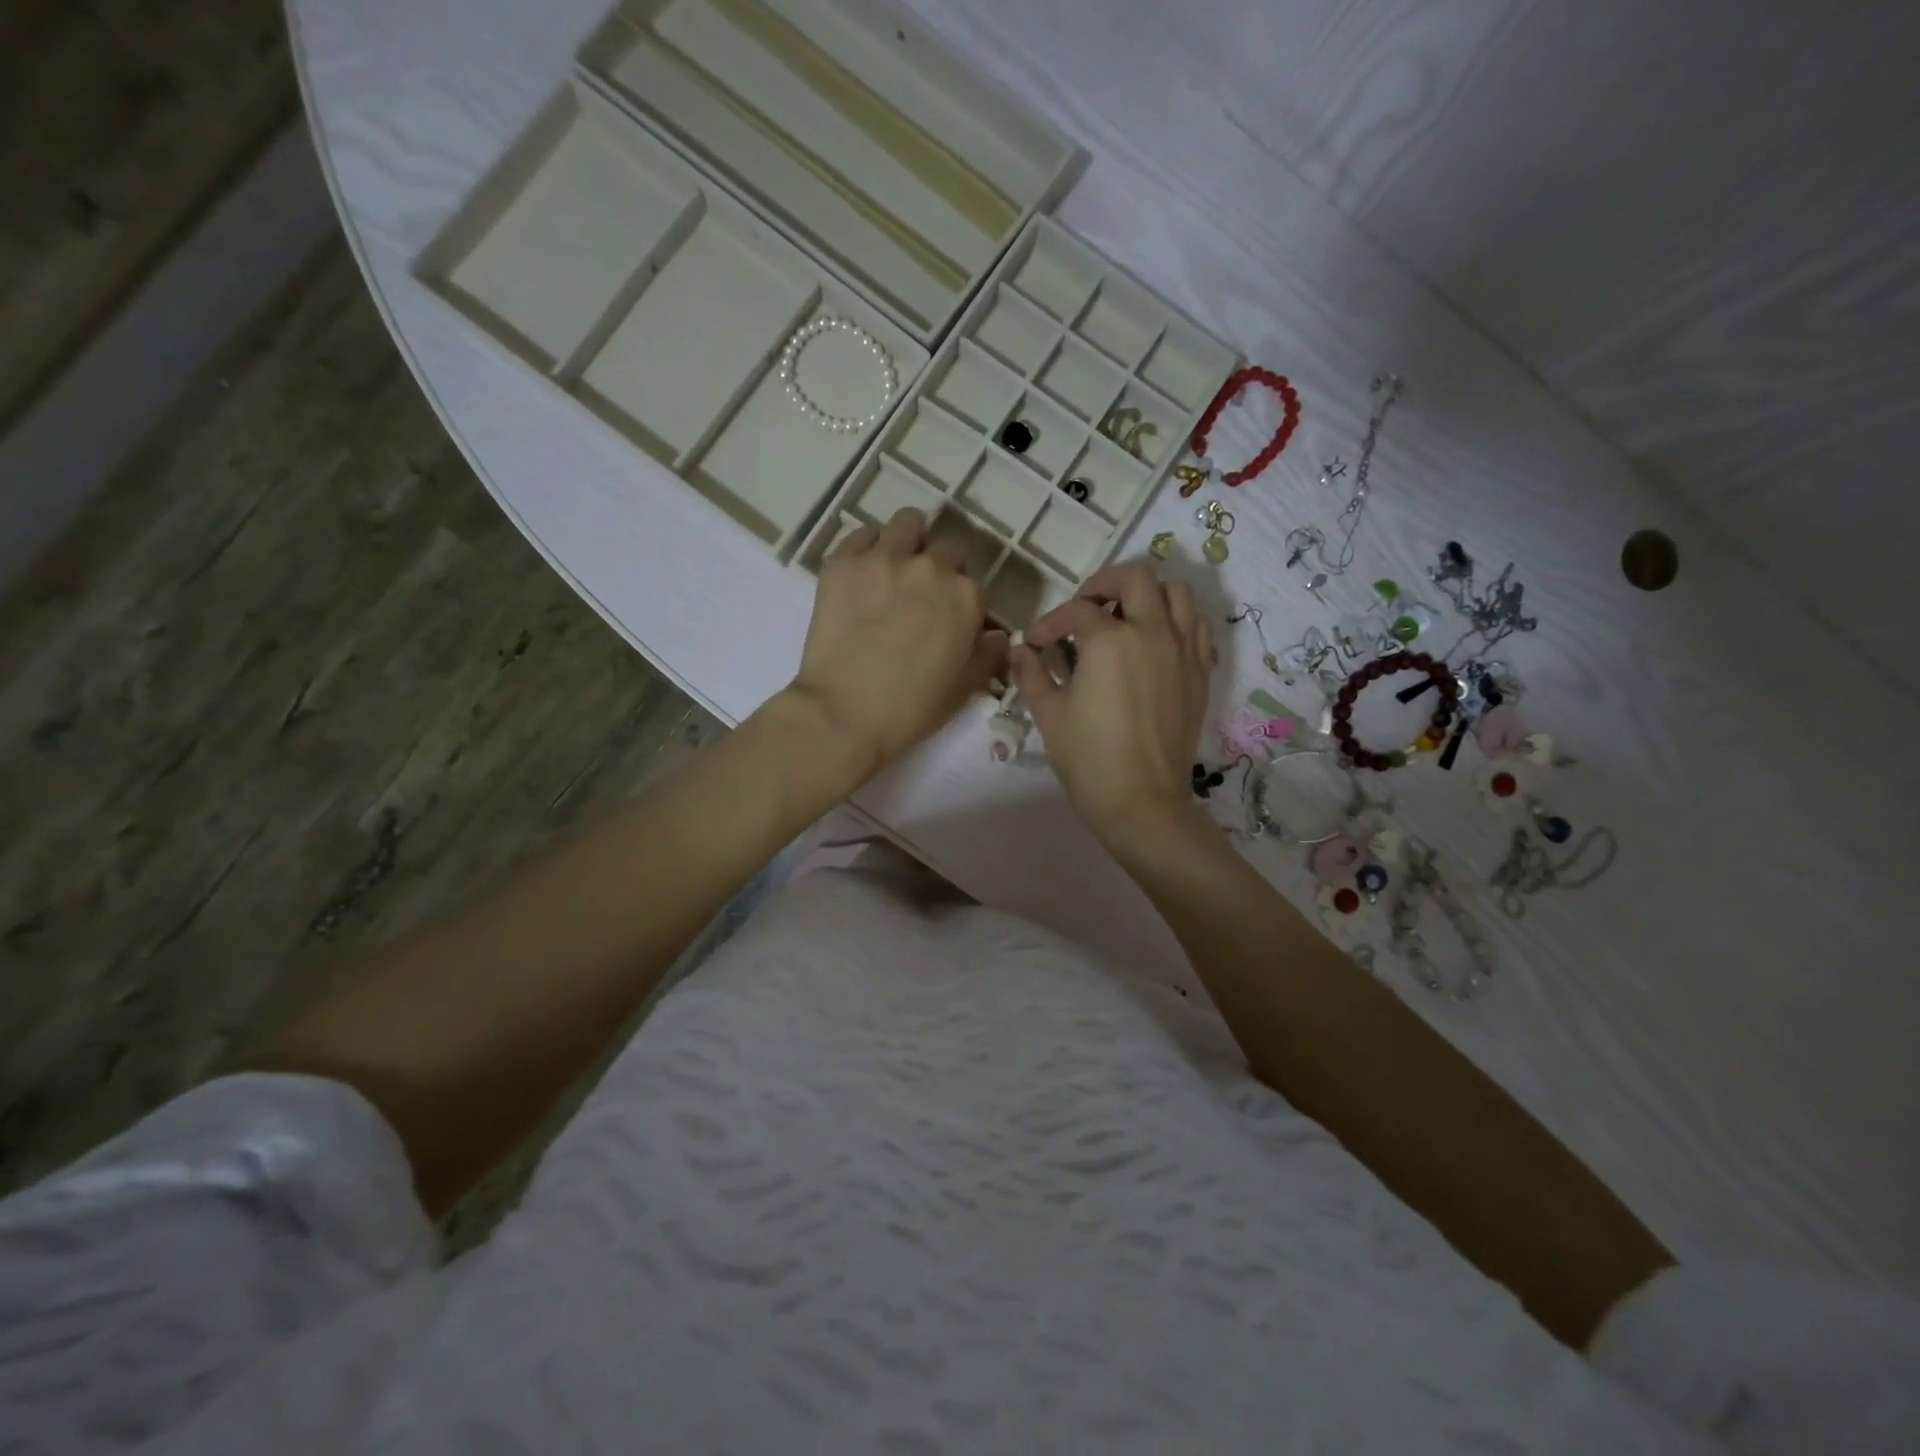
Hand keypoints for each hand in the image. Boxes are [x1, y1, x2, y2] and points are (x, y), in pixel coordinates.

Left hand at [788, 508, 1007, 779]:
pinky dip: (867, 548)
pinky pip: (862, 534)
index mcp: (966, 598)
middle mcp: (931, 568)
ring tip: (892, 569)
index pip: (972, 584)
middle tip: (916, 599)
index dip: (959, 602)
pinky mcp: (844, 562)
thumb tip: (998, 635)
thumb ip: (987, 656)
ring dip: (907, 542)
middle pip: (944, 551)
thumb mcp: (963, 690)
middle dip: (936, 571)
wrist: (843, 714)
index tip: (944, 620)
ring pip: (907, 524)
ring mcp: (885, 559)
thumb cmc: (910, 710)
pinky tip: (861, 575)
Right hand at [1010, 562, 1213, 846]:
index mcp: (1109, 640)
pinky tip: (1155, 643)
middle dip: (1103, 584)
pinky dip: (1176, 622)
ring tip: (1125, 617)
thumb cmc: (1088, 758)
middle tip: (1084, 608)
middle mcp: (1152, 632)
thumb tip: (1019, 651)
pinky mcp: (1200, 673)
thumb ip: (1032, 673)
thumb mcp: (1049, 714)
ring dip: (1147, 595)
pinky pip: (1196, 627)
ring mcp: (1183, 651)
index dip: (1049, 624)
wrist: (1142, 801)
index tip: (1036, 644)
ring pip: (1176, 593)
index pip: (1075, 612)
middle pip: (1134, 578)